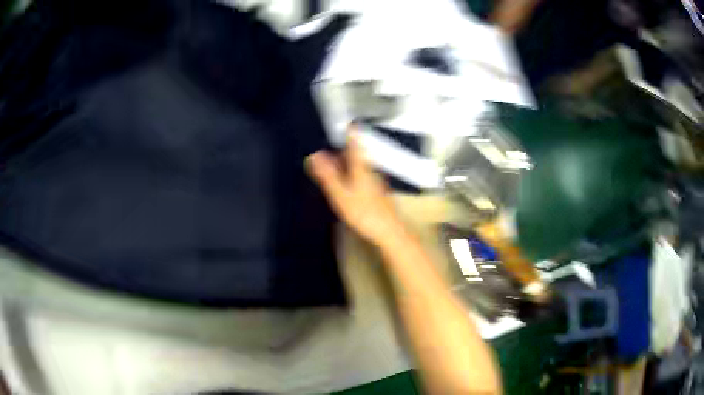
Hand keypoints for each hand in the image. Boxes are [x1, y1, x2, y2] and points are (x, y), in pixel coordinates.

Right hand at [305, 126, 402, 245]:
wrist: (389, 232)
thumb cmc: (363, 213)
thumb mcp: (340, 195)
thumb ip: (327, 175)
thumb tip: (314, 155)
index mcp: (361, 167)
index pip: (355, 143)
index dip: (349, 131)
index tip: (343, 123)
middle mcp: (370, 170)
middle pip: (357, 154)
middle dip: (344, 148)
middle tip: (331, 146)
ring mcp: (377, 181)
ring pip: (360, 165)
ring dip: (347, 162)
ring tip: (334, 164)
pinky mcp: (379, 192)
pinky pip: (363, 176)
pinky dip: (353, 174)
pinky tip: (348, 184)